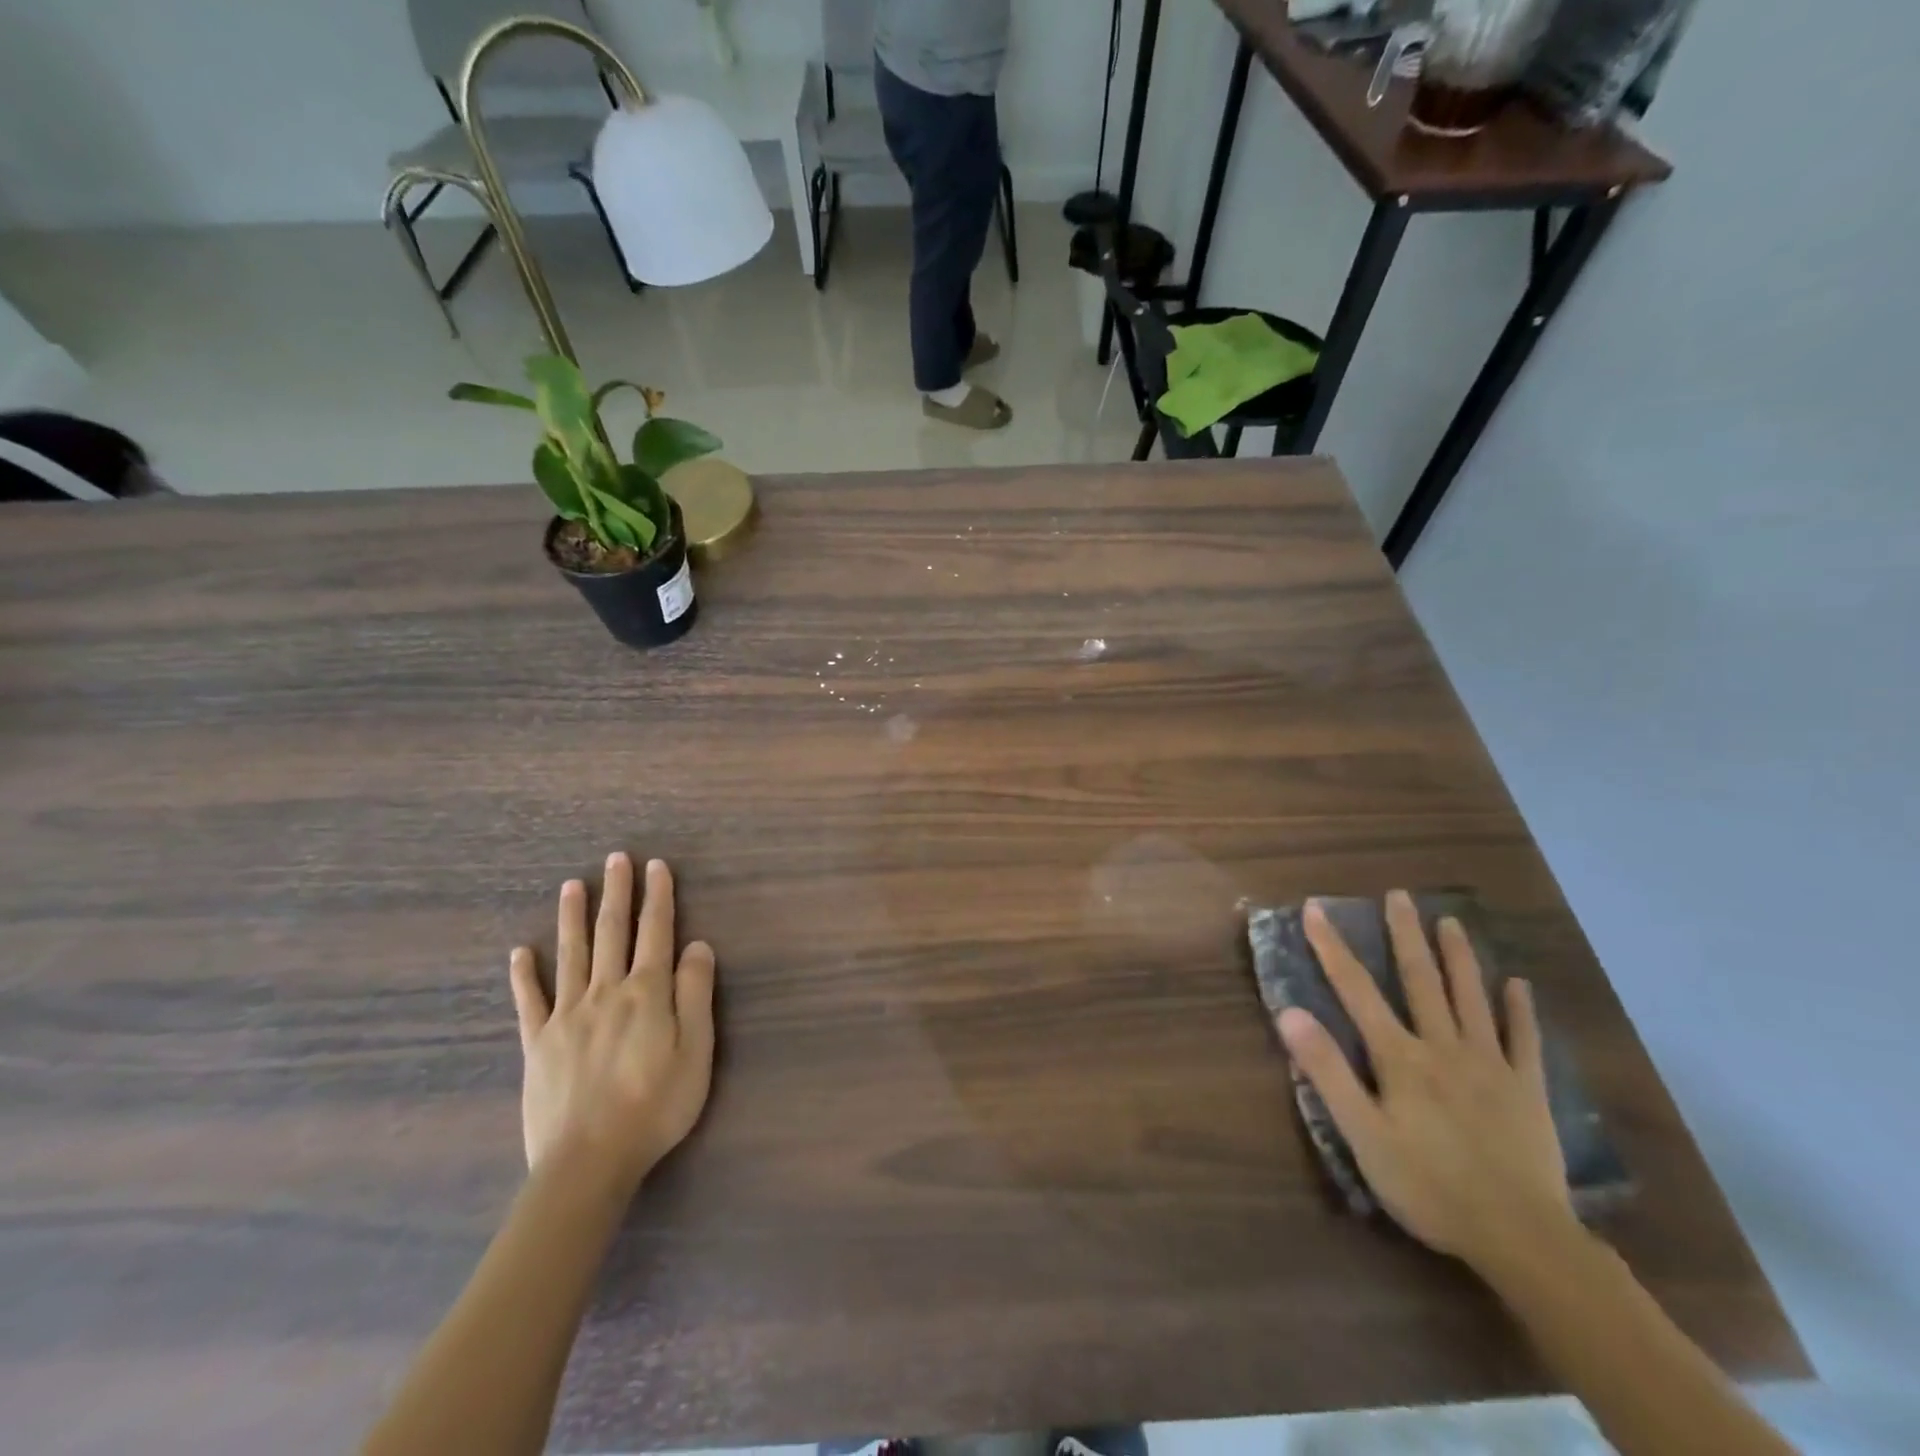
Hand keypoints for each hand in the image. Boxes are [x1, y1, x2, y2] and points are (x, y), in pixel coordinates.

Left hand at [509, 854, 715, 1195]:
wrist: (588, 1161)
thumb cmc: (655, 1106)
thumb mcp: (696, 1051)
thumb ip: (695, 994)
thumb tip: (697, 945)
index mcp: (647, 993)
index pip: (656, 932)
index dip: (658, 897)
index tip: (656, 866)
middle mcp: (606, 992)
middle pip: (612, 932)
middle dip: (616, 892)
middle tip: (616, 858)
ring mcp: (567, 1015)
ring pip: (571, 954)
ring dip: (572, 917)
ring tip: (572, 885)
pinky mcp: (538, 1043)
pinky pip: (529, 1001)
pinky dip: (525, 975)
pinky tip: (520, 953)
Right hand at [1277, 891, 1575, 1273]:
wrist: (1521, 1238)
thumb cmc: (1428, 1185)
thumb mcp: (1362, 1134)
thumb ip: (1327, 1070)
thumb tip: (1290, 1012)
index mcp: (1400, 1057)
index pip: (1356, 989)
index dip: (1333, 947)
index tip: (1316, 909)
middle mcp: (1443, 1047)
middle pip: (1421, 980)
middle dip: (1405, 935)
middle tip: (1398, 895)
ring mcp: (1491, 1065)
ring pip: (1471, 998)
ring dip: (1459, 957)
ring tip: (1450, 920)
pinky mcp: (1528, 1090)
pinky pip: (1524, 1041)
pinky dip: (1519, 1010)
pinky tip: (1518, 984)